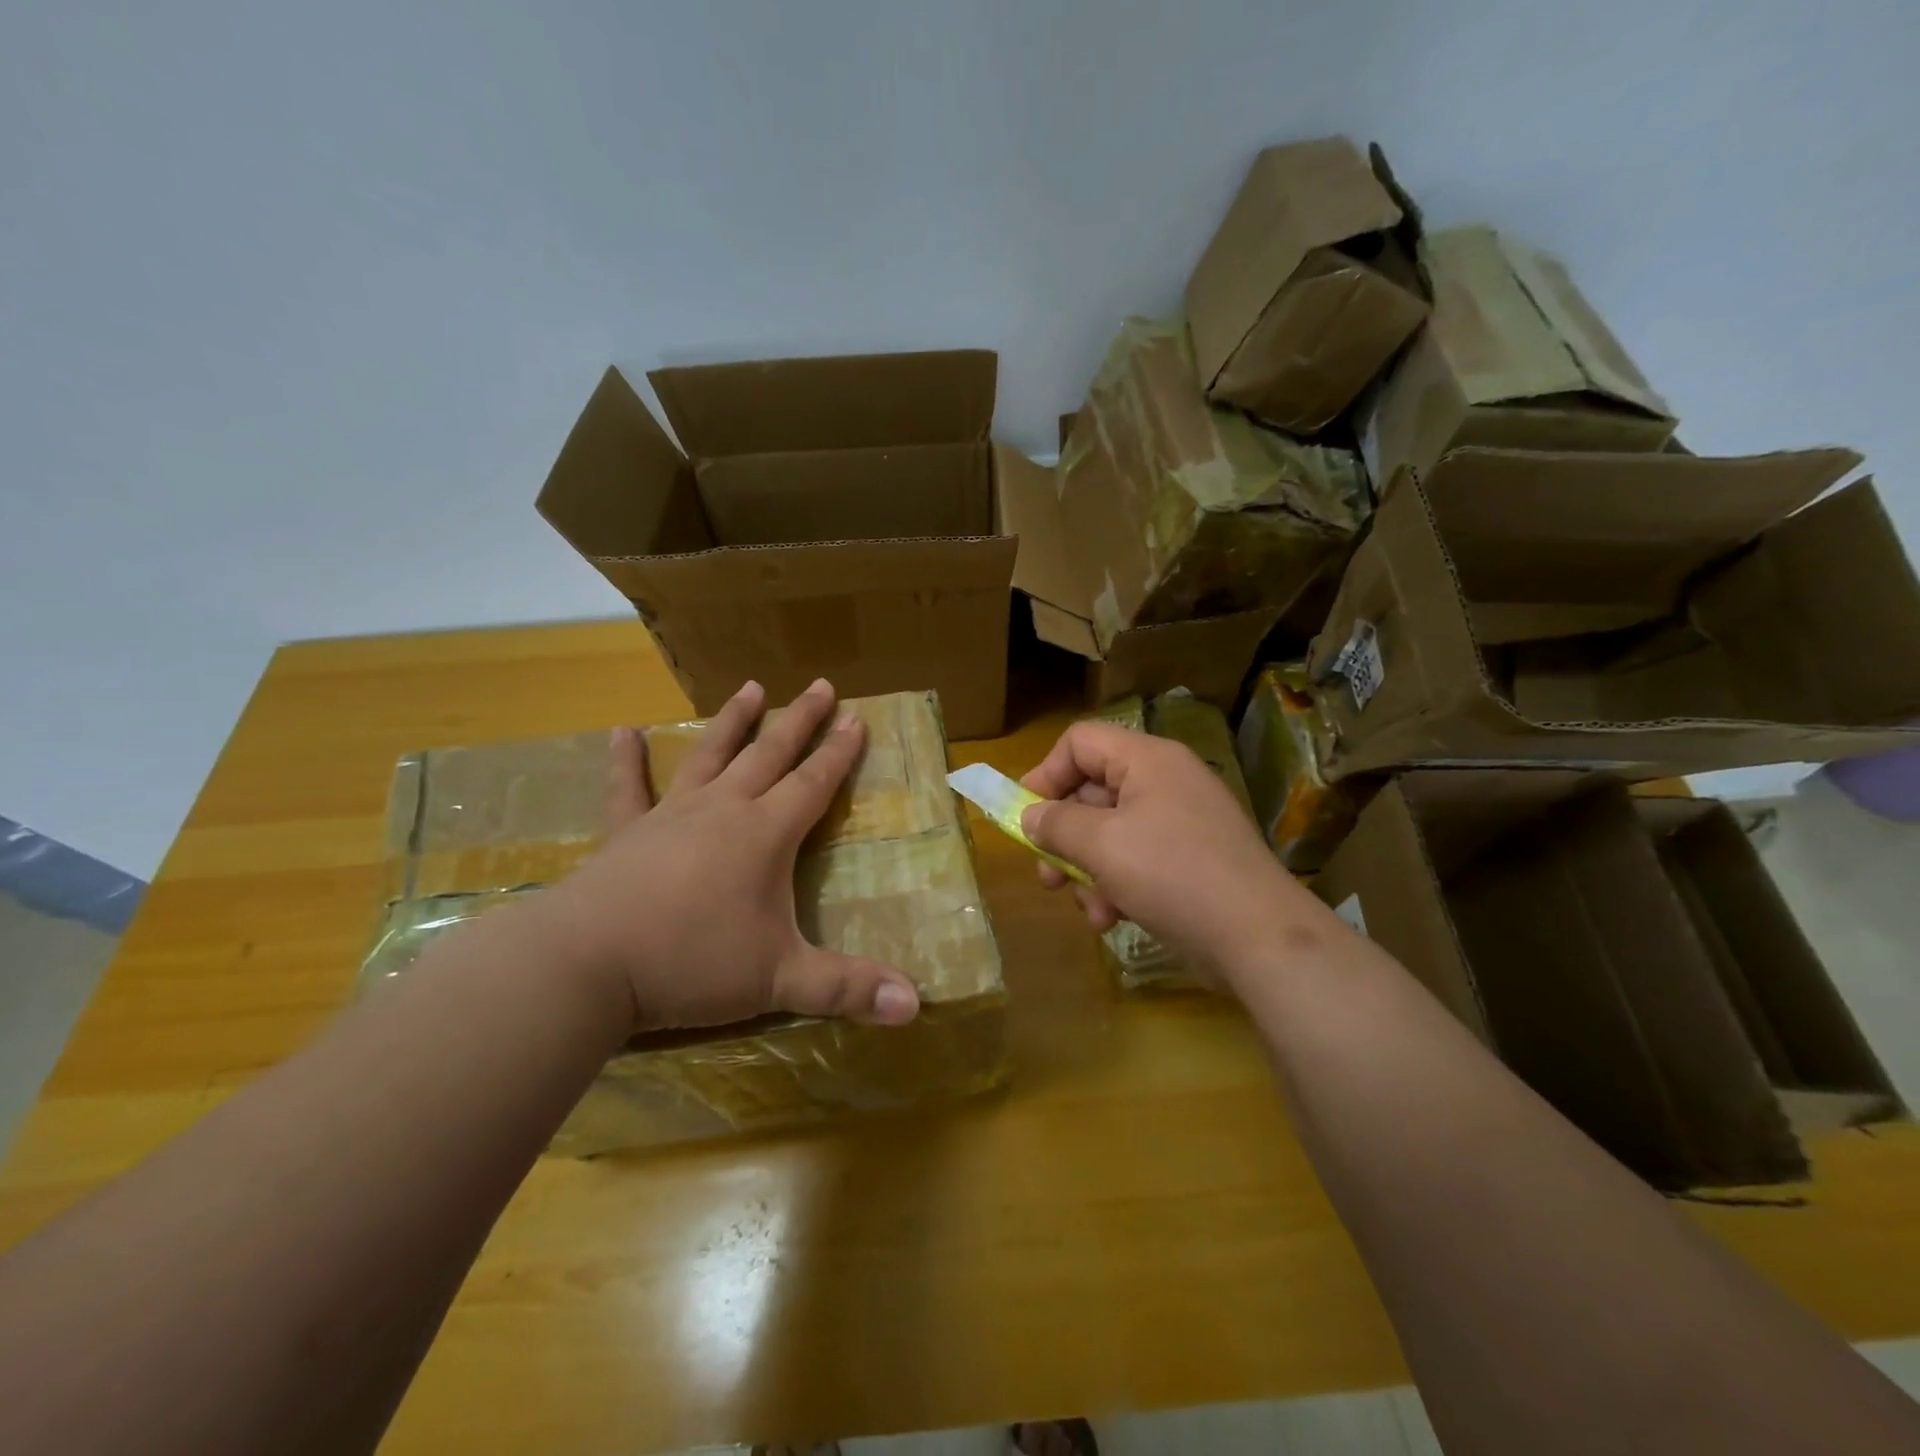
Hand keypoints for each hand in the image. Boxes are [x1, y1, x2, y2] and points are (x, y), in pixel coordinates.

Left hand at [533, 679, 921, 1034]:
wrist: (588, 963)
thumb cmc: (691, 963)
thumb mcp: (779, 980)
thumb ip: (848, 988)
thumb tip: (916, 1006)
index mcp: (765, 834)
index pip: (814, 783)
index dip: (840, 752)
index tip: (857, 718)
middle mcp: (724, 810)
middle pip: (770, 754)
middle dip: (800, 720)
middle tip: (820, 685)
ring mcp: (671, 815)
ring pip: (710, 755)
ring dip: (734, 721)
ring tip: (751, 687)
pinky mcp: (627, 832)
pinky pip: (628, 788)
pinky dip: (626, 760)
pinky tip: (621, 731)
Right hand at [1019, 721, 1318, 977]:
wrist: (1259, 937)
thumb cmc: (1172, 874)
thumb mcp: (1102, 845)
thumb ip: (1056, 824)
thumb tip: (1032, 816)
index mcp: (1148, 760)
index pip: (1080, 741)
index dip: (1046, 774)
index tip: (1025, 816)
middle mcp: (1165, 781)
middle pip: (1092, 791)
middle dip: (1063, 837)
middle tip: (1047, 875)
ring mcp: (1181, 822)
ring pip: (1110, 833)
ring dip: (1088, 871)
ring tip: (1090, 908)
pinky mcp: (1190, 860)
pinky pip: (1136, 859)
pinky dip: (1117, 885)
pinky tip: (1112, 918)